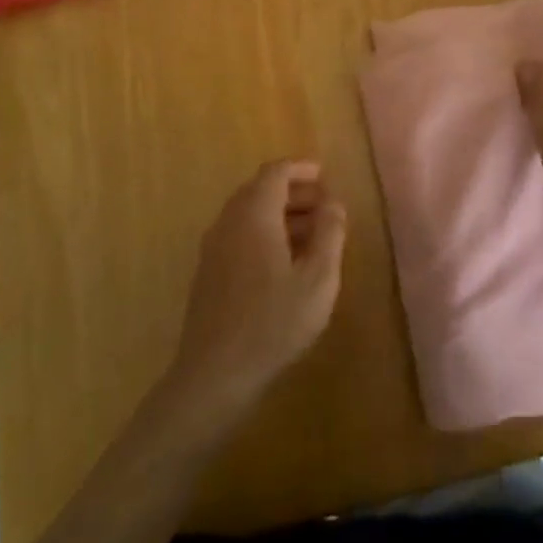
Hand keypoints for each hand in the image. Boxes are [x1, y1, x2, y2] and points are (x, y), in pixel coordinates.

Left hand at [169, 160, 346, 422]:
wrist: (215, 374)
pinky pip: (240, 236)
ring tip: (314, 235)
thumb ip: (329, 233)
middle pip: (260, 190)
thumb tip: (333, 202)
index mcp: (254, 214)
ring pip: (249, 214)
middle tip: (325, 206)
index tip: (325, 175)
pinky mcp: (209, 272)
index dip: (301, 169)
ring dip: (281, 215)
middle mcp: (228, 222)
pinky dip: (265, 233)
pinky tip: (286, 262)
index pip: (275, 172)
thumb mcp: (318, 278)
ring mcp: (214, 248)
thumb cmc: (273, 322)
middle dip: (294, 192)